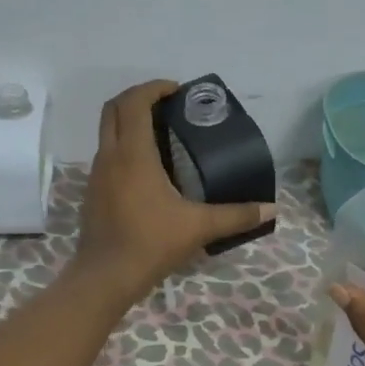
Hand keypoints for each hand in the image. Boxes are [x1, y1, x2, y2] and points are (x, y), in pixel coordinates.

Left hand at [72, 80, 276, 304]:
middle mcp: (109, 156)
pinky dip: (124, 146)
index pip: (134, 102)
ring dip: (129, 122)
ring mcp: (96, 174)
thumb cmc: (150, 243)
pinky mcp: (93, 191)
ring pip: (107, 131)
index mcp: (132, 154)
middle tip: (167, 105)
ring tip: (161, 133)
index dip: (153, 88)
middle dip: (138, 98)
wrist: (105, 277)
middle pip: (113, 109)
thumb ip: (236, 215)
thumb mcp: (199, 227)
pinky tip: (148, 168)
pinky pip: (107, 154)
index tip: (177, 91)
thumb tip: (271, 210)